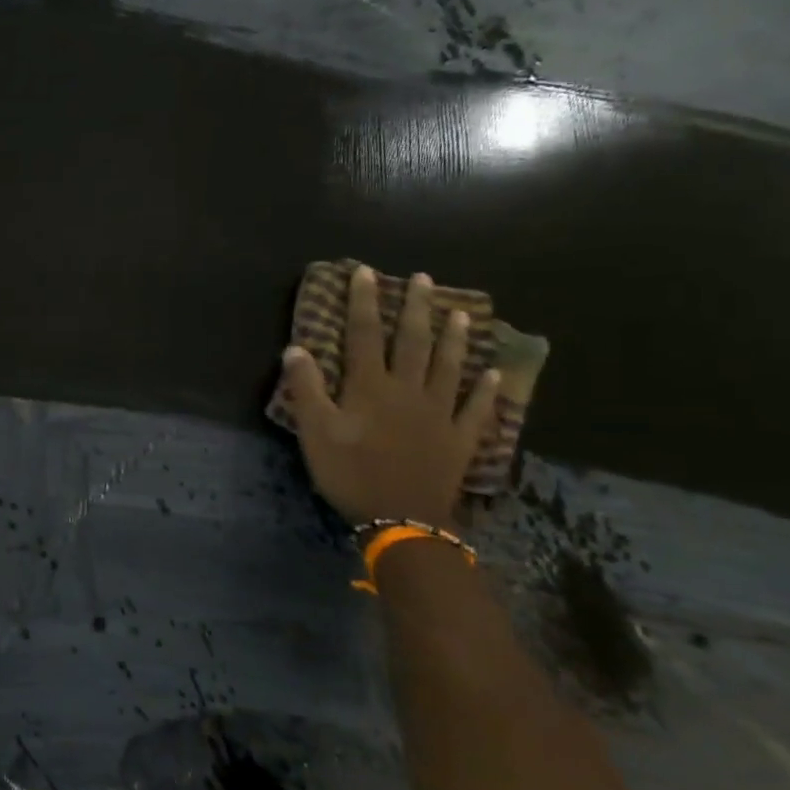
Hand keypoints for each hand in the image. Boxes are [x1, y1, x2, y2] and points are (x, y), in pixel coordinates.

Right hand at [281, 266, 499, 526]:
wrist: (401, 517)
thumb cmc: (350, 473)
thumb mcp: (315, 432)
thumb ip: (307, 389)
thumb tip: (296, 348)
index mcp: (370, 386)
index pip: (364, 334)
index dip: (363, 302)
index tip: (365, 272)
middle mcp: (408, 389)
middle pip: (412, 341)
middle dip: (415, 308)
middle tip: (423, 278)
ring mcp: (439, 412)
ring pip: (448, 366)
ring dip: (453, 338)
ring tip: (460, 313)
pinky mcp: (459, 437)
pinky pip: (476, 408)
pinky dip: (485, 389)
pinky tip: (492, 373)